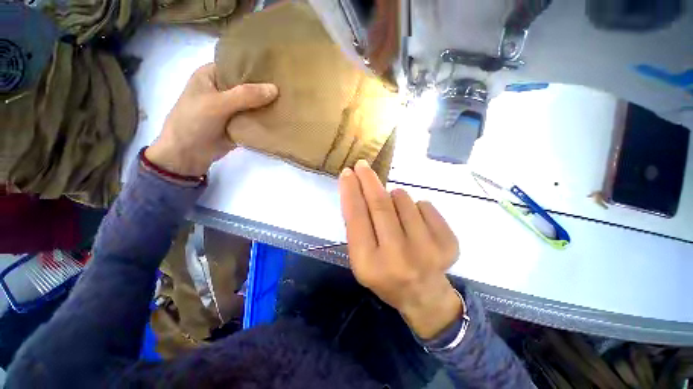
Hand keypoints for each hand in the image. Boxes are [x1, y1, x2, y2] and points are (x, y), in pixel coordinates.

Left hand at [146, 63, 278, 175]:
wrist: (188, 154)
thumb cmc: (193, 122)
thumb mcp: (217, 104)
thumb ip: (245, 96)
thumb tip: (275, 89)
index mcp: (212, 75)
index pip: (238, 67)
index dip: (257, 69)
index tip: (278, 71)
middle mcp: (223, 89)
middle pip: (249, 86)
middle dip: (266, 89)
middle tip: (288, 89)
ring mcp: (232, 108)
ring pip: (254, 104)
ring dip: (268, 106)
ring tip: (288, 103)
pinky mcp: (239, 123)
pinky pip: (255, 119)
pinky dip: (265, 119)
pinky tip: (281, 118)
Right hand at [339, 160, 462, 338]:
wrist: (423, 295)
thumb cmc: (385, 276)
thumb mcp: (361, 259)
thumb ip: (357, 227)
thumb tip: (358, 191)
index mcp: (370, 264)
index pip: (356, 217)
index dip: (350, 191)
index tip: (347, 173)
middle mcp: (398, 257)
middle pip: (380, 205)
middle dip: (368, 180)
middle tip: (362, 165)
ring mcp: (427, 250)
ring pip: (403, 200)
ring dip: (394, 197)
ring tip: (395, 210)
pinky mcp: (449, 243)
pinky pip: (425, 205)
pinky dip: (416, 207)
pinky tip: (416, 224)